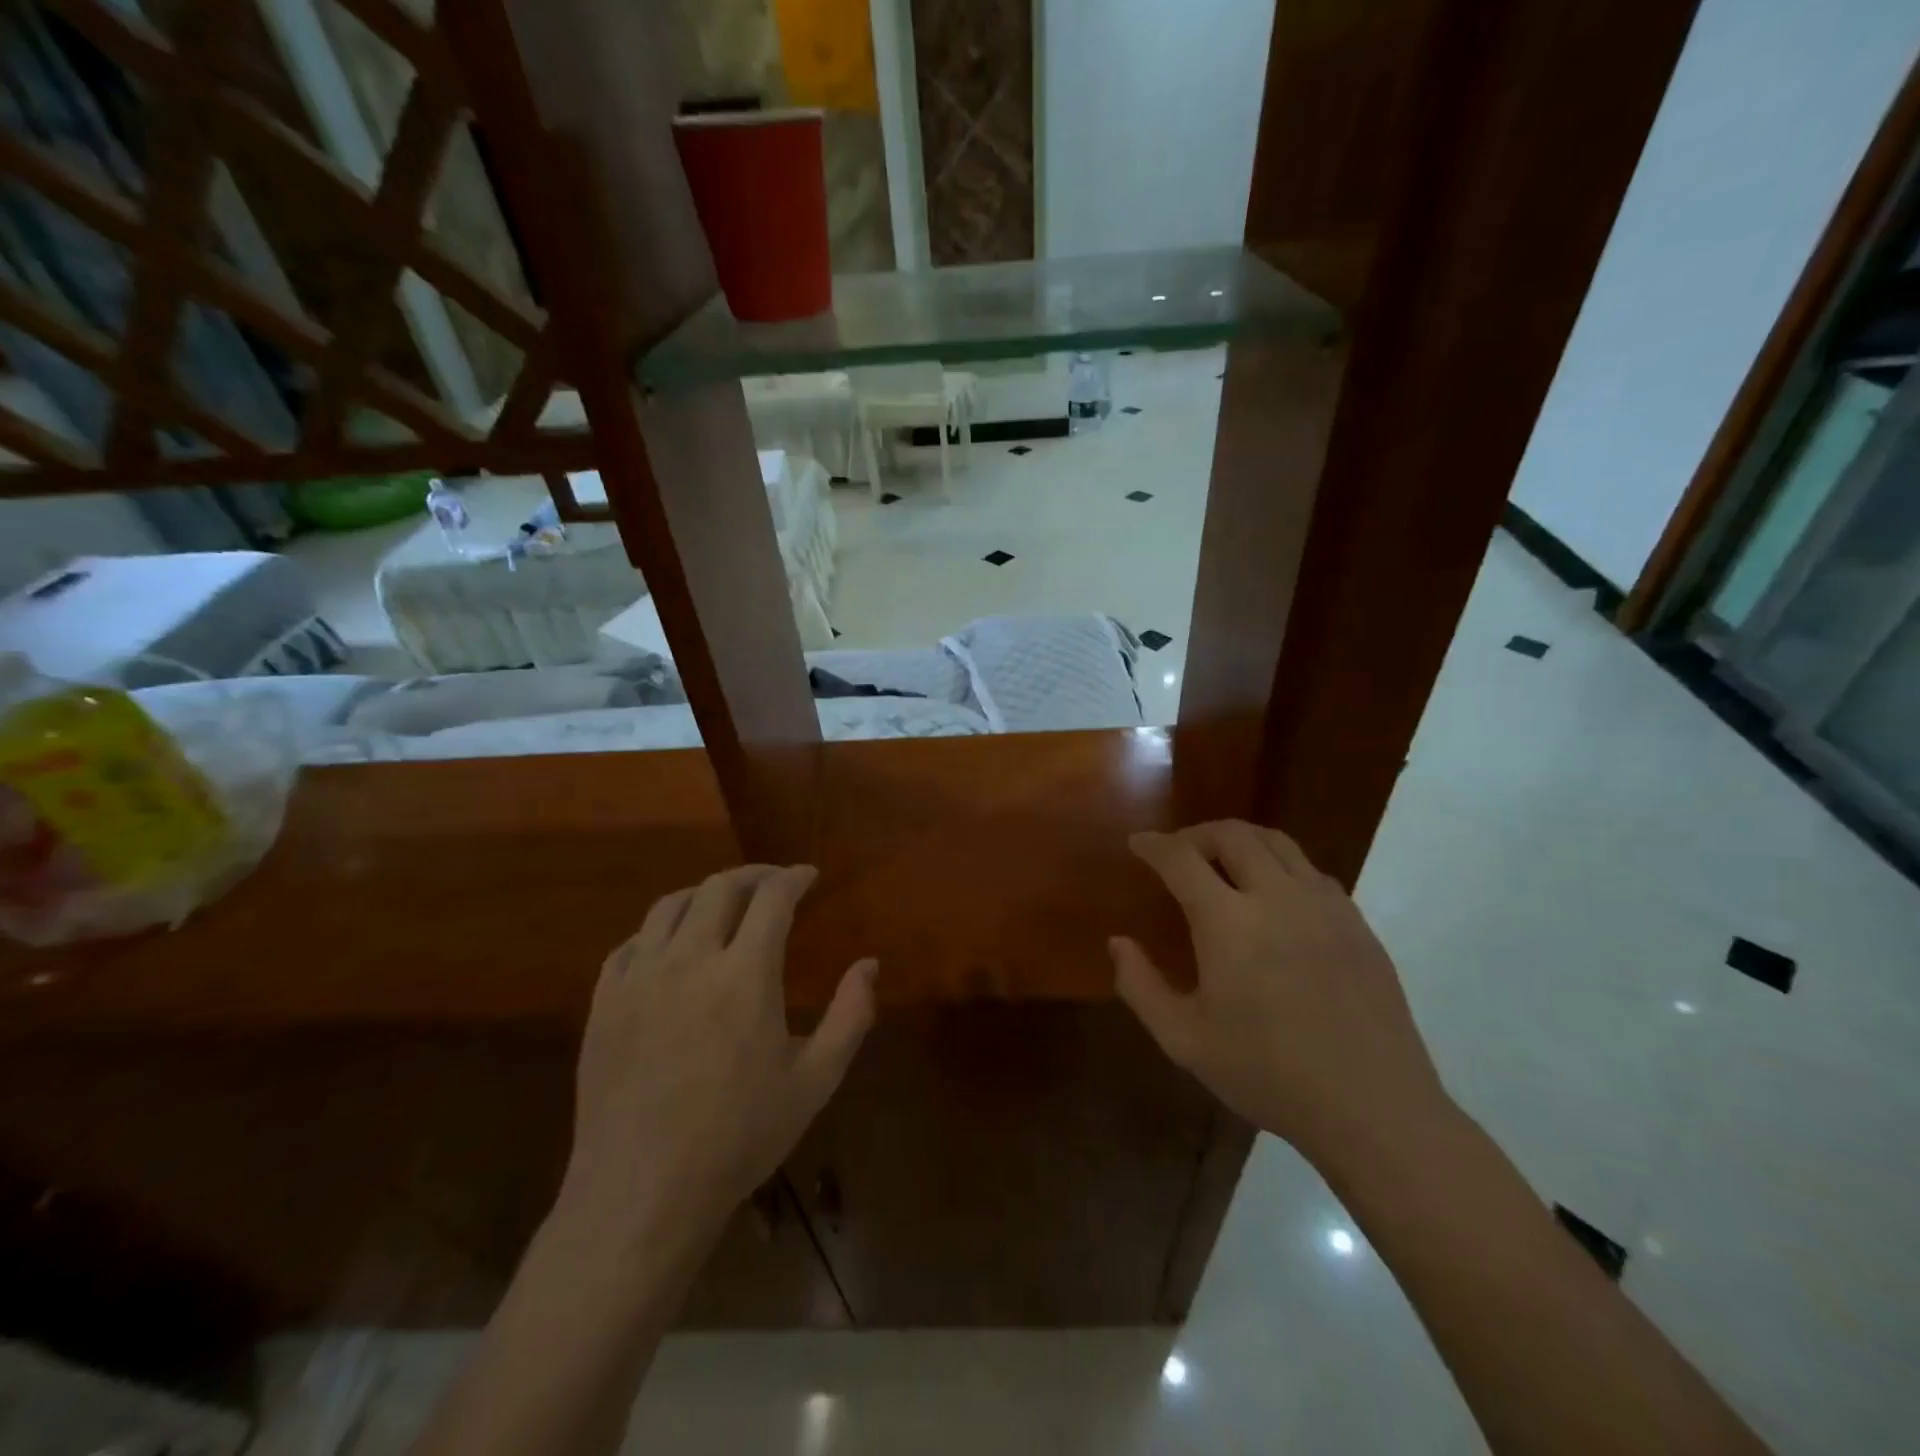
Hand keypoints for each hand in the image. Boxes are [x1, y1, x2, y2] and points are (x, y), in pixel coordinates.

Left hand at [555, 865, 876, 1259]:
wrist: (642, 1193)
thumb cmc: (738, 1138)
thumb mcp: (815, 1081)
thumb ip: (851, 1015)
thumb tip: (870, 964)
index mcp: (745, 975)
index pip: (772, 898)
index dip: (794, 878)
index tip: (808, 876)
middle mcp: (690, 961)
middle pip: (719, 888)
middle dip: (753, 875)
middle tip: (773, 883)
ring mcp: (639, 979)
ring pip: (670, 906)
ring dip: (704, 894)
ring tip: (724, 904)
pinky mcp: (604, 1003)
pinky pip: (629, 944)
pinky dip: (658, 931)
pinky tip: (671, 947)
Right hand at [1111, 821, 1446, 1165]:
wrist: (1373, 1108)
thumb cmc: (1269, 1075)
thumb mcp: (1185, 1040)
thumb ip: (1141, 986)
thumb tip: (1118, 942)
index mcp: (1228, 922)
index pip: (1181, 858)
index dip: (1154, 844)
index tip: (1138, 842)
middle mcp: (1277, 897)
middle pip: (1232, 834)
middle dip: (1196, 833)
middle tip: (1178, 852)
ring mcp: (1324, 905)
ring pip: (1277, 842)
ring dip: (1240, 840)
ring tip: (1222, 861)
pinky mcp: (1357, 922)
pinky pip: (1310, 870)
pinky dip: (1280, 864)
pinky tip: (1273, 896)